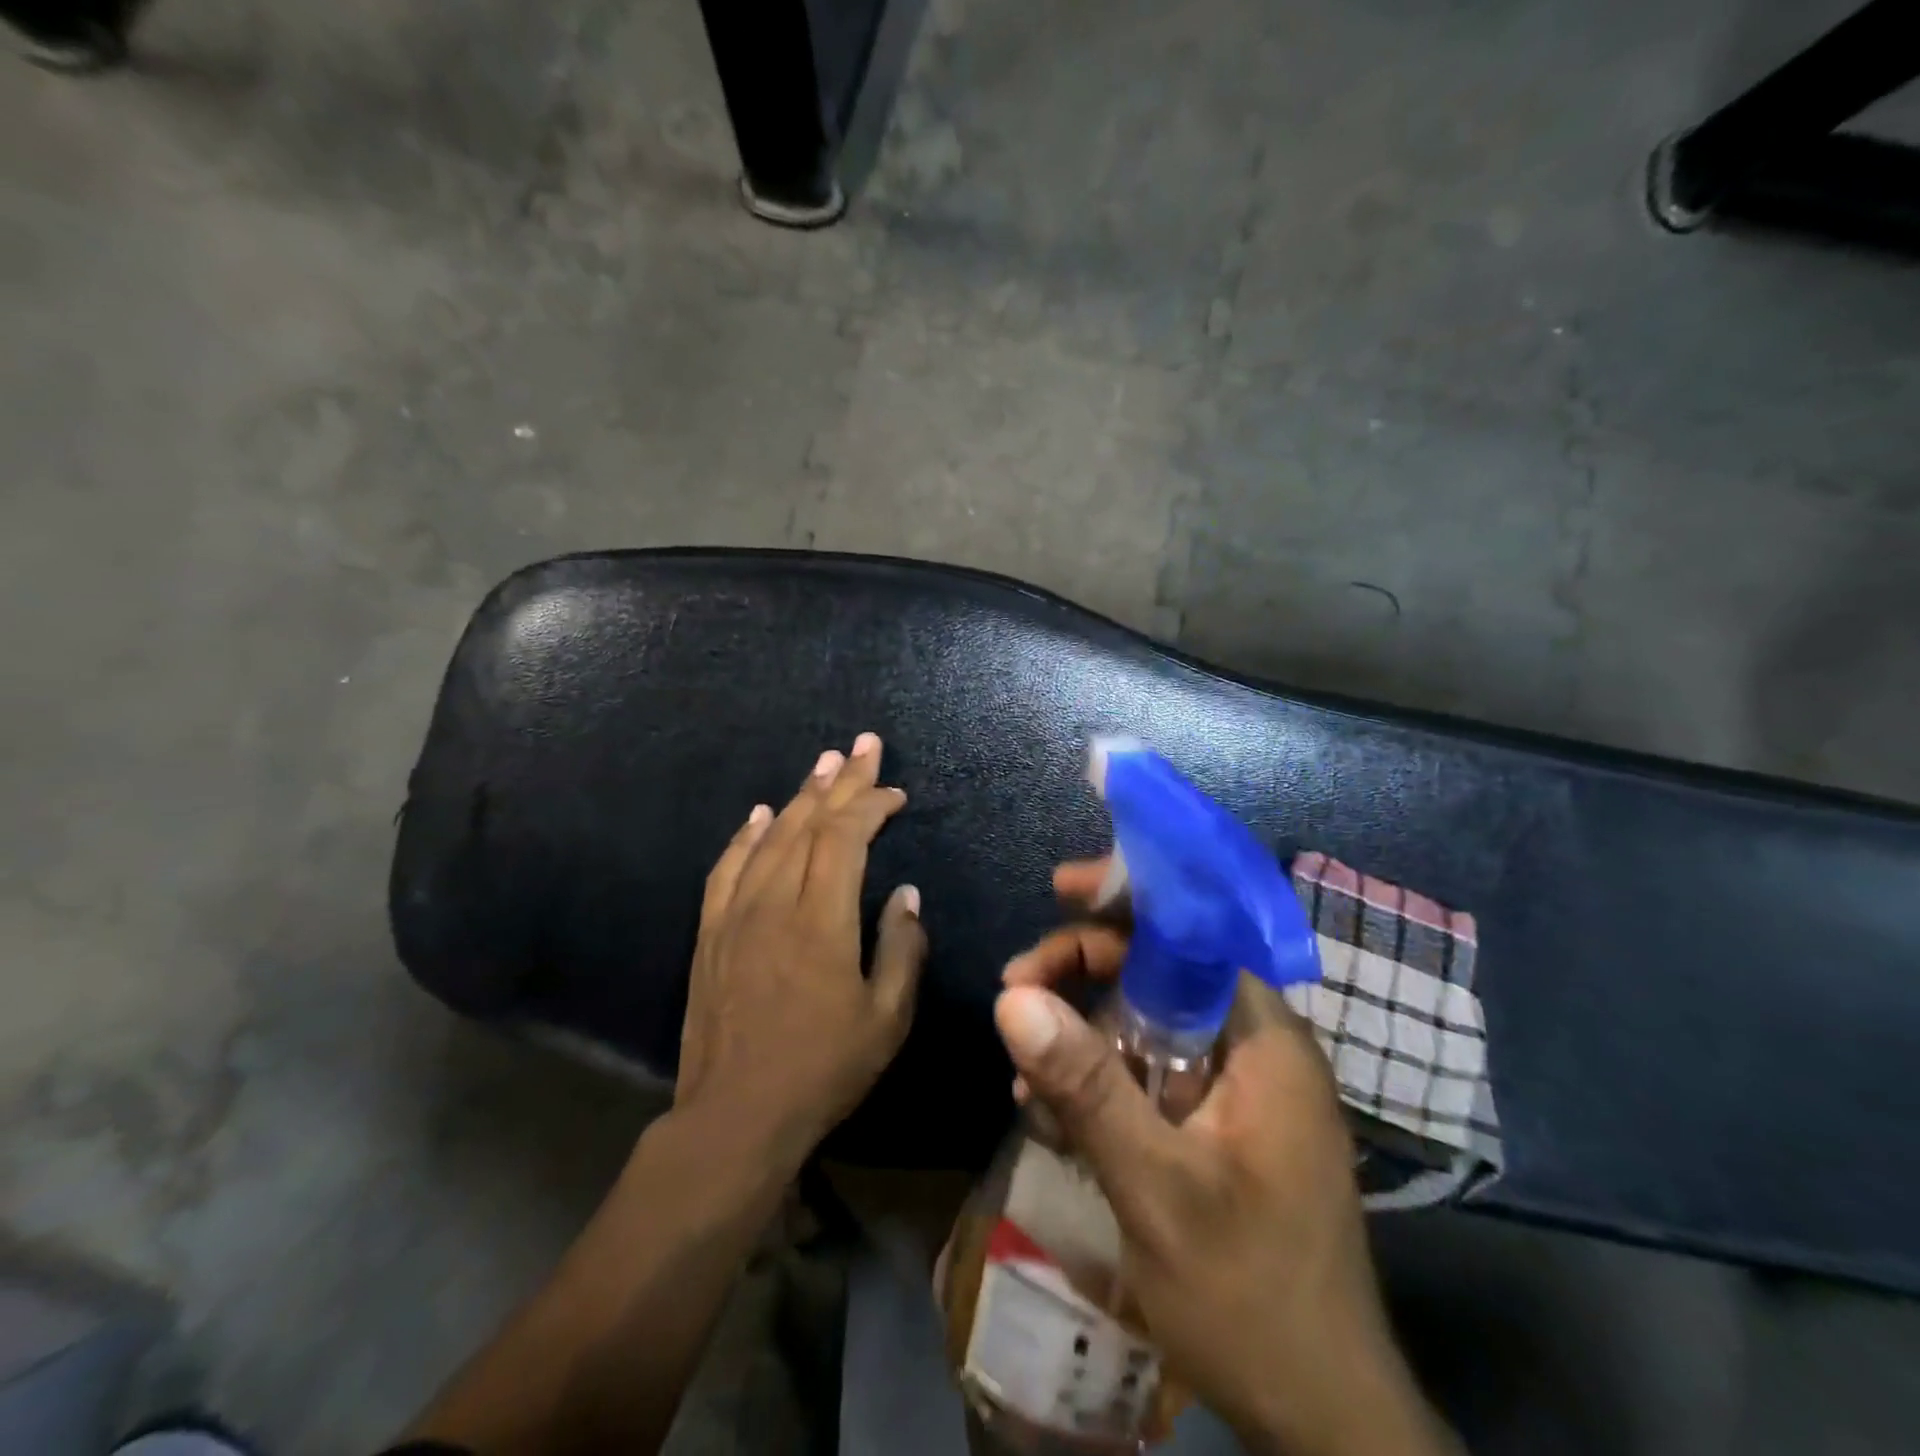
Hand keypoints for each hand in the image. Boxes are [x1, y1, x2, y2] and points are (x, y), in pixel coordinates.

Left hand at [676, 733, 926, 1171]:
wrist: (733, 1117)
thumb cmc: (822, 1070)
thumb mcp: (886, 1019)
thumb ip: (902, 949)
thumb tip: (906, 894)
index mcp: (821, 920)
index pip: (845, 838)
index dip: (870, 804)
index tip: (895, 791)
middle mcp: (774, 902)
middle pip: (809, 823)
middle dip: (840, 780)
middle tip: (862, 744)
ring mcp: (735, 914)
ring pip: (770, 837)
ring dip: (799, 796)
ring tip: (823, 764)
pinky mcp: (710, 932)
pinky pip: (727, 867)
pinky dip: (747, 834)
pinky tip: (761, 814)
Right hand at [995, 859, 1450, 1455]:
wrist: (1321, 1422)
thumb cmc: (1251, 1299)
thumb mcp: (1157, 1188)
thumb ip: (1086, 1086)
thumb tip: (1012, 997)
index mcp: (1264, 1039)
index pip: (1195, 930)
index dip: (1128, 898)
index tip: (1060, 890)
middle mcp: (1255, 1046)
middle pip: (1160, 968)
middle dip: (1083, 968)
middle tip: (1014, 990)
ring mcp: (1237, 1086)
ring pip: (1146, 1018)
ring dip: (1080, 1028)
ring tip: (1022, 1067)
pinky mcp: (1216, 1123)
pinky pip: (1148, 1069)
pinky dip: (1098, 1075)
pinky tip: (1049, 1108)